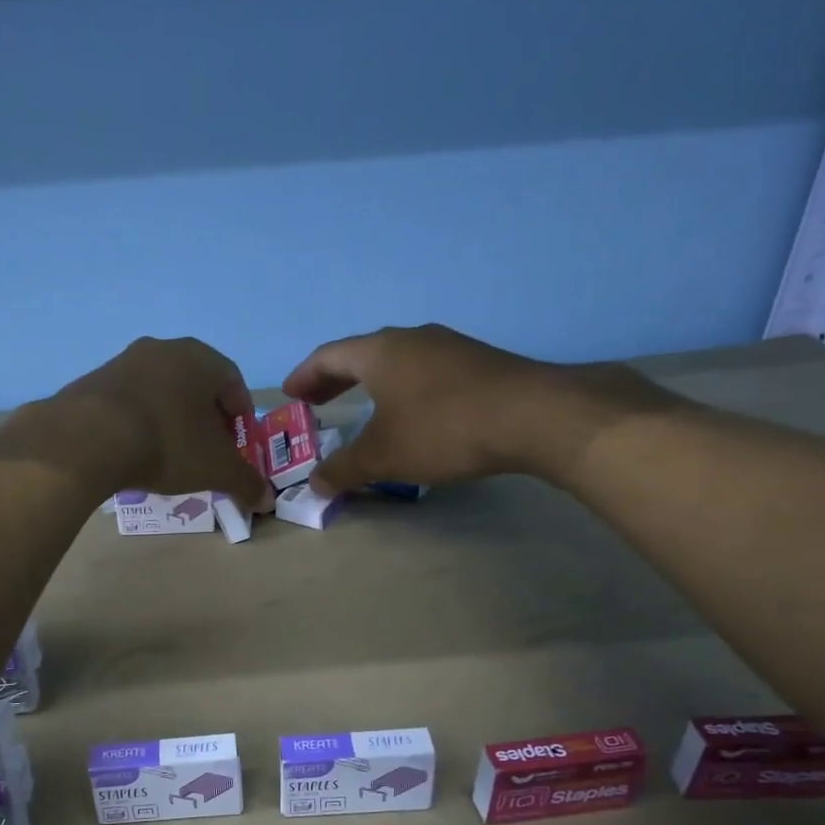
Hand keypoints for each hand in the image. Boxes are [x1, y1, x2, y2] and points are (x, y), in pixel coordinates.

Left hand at [31, 337, 271, 512]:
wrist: (87, 439)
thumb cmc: (167, 443)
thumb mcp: (215, 469)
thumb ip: (245, 482)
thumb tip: (266, 500)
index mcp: (200, 358)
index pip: (233, 380)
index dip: (240, 413)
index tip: (238, 442)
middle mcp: (162, 349)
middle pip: (195, 383)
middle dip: (206, 416)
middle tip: (207, 449)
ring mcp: (122, 361)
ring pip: (159, 390)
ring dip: (170, 417)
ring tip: (169, 453)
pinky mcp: (91, 381)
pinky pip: (127, 401)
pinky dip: (138, 421)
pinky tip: (134, 449)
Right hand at [282, 323, 675, 494]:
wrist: (534, 416)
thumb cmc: (442, 429)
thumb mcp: (383, 456)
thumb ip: (344, 468)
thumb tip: (315, 485)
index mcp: (379, 352)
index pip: (328, 356)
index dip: (304, 376)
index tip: (290, 395)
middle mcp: (412, 339)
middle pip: (361, 355)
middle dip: (335, 379)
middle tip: (317, 401)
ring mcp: (449, 347)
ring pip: (397, 362)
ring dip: (372, 384)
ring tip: (363, 407)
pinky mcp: (479, 364)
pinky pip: (425, 373)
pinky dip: (404, 390)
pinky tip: (413, 414)